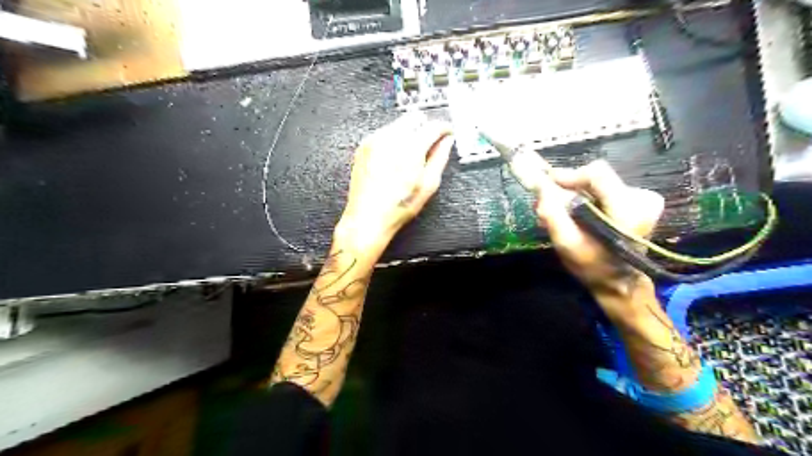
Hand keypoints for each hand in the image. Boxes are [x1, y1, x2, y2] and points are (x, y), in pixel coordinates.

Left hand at [333, 112, 453, 256]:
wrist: (368, 217)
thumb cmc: (396, 207)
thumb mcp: (428, 185)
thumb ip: (440, 158)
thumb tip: (446, 142)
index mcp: (410, 148)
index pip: (433, 126)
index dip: (444, 128)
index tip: (447, 131)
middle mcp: (390, 139)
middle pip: (414, 118)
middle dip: (425, 128)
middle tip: (430, 144)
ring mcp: (374, 141)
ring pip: (398, 124)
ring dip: (409, 134)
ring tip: (411, 157)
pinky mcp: (364, 146)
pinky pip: (384, 133)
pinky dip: (394, 140)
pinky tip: (395, 160)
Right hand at [538, 160, 661, 302]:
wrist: (620, 283)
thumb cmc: (593, 267)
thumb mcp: (567, 245)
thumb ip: (553, 214)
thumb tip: (540, 187)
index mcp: (628, 209)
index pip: (596, 173)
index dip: (569, 175)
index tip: (547, 185)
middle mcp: (641, 198)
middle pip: (595, 177)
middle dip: (567, 187)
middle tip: (547, 203)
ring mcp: (643, 199)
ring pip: (597, 184)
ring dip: (574, 195)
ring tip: (558, 213)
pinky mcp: (639, 201)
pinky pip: (603, 190)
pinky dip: (585, 199)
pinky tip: (576, 215)